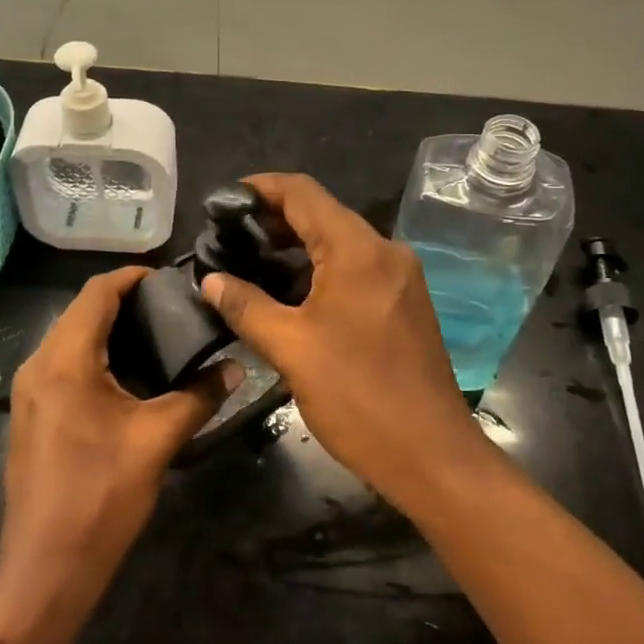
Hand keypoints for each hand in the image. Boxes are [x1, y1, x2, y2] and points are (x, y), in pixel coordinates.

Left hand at [0, 267, 237, 643]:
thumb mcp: (157, 441)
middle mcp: (38, 364)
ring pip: (70, 336)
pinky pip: (64, 363)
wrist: (45, 571)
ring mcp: (29, 390)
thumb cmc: (100, 498)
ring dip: (110, 328)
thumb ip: (198, 396)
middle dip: (126, 300)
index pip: (97, 292)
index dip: (134, 276)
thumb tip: (235, 367)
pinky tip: (130, 373)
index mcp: (64, 360)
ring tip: (160, 335)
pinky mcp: (31, 413)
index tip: (174, 280)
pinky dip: (95, 353)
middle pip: (82, 310)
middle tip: (175, 308)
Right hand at [200, 173, 494, 513]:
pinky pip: (356, 268)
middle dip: (273, 220)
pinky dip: (319, 270)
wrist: (432, 455)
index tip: (223, 201)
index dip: (260, 188)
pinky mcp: (405, 303)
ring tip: (250, 265)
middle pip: (322, 213)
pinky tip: (290, 295)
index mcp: (357, 250)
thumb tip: (212, 280)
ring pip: (339, 243)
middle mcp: (385, 251)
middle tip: (228, 239)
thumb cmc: (358, 397)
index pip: (302, 192)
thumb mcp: (291, 349)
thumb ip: (247, 306)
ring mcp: (400, 277)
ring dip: (295, 247)